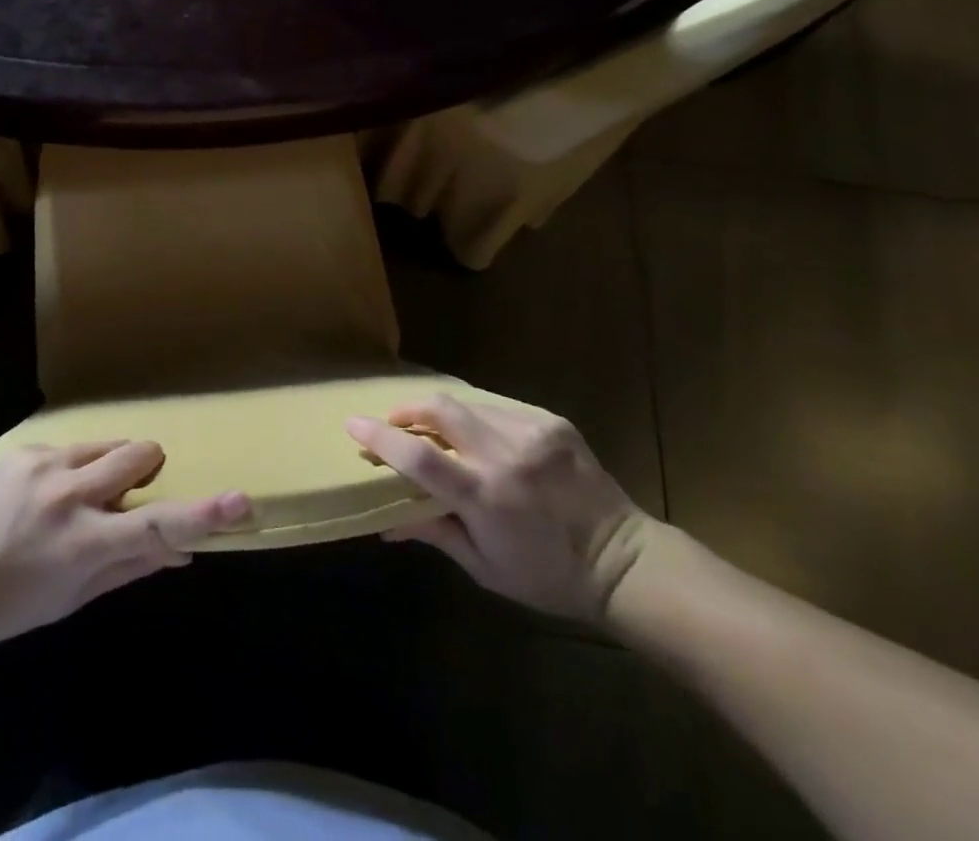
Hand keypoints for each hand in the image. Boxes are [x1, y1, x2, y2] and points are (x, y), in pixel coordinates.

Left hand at [0, 441, 249, 646]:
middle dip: (148, 466)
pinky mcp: (25, 450)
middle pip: (137, 454)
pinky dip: (73, 467)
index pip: (156, 525)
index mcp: (85, 543)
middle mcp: (69, 495)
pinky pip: (71, 447)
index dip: (202, 514)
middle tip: (128, 492)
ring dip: (109, 466)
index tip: (240, 500)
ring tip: (78, 496)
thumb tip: (185, 549)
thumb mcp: (79, 595)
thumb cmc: (19, 601)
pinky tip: (43, 495)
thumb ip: (134, 564)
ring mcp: (44, 465)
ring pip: (107, 444)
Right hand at [346, 395, 655, 621]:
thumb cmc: (547, 576)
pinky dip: (478, 417)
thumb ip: (432, 532)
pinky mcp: (551, 421)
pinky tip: (483, 437)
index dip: (379, 437)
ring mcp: (531, 432)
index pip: (417, 455)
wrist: (625, 563)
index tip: (353, 425)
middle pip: (439, 409)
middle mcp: (504, 455)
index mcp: (484, 496)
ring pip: (467, 403)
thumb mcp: (484, 566)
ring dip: (443, 413)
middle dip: (408, 410)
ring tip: (439, 430)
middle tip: (396, 423)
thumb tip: (383, 522)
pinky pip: (498, 407)